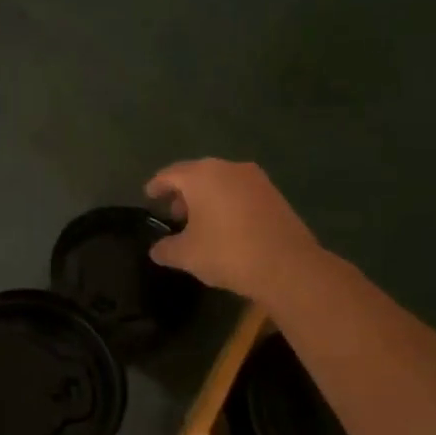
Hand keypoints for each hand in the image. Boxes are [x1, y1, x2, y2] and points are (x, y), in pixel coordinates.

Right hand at [145, 158, 322, 301]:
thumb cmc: (227, 252)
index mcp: (201, 176)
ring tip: (199, 223)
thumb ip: (166, 249)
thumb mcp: (186, 255)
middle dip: (183, 193)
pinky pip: (240, 193)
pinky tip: (225, 226)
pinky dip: (227, 204)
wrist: (287, 266)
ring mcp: (255, 179)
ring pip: (221, 182)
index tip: (149, 196)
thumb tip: (156, 249)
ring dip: (206, 198)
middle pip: (197, 175)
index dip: (156, 186)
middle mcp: (228, 168)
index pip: (170, 174)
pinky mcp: (274, 194)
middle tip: (173, 214)